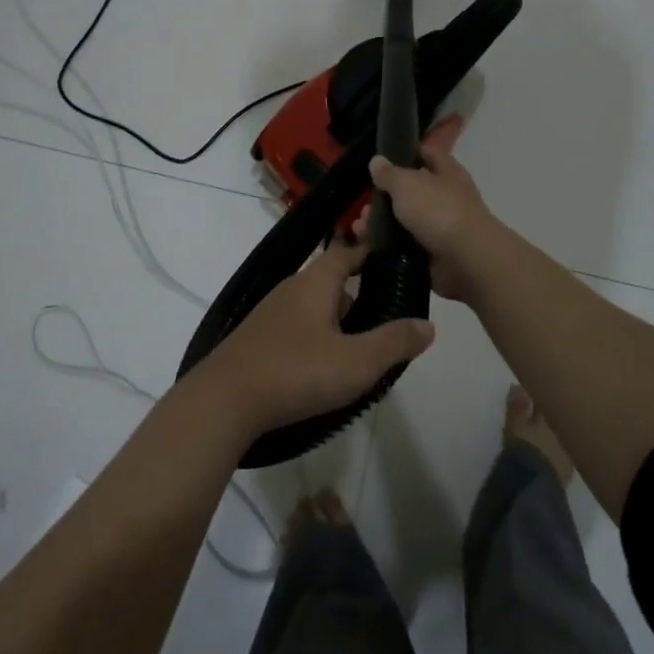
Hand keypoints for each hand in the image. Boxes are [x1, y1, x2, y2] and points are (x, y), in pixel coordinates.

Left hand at [197, 240, 434, 437]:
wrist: (225, 400)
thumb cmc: (296, 371)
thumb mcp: (356, 361)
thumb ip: (393, 342)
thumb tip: (429, 325)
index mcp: (314, 283)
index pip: (344, 253)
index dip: (367, 254)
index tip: (392, 264)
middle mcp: (290, 290)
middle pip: (328, 281)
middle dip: (356, 294)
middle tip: (385, 317)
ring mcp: (269, 315)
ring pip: (311, 307)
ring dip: (335, 320)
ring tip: (360, 347)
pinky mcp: (257, 340)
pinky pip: (295, 328)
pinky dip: (315, 337)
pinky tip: (323, 366)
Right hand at [360, 114, 499, 301]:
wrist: (467, 261)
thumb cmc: (438, 211)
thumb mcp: (406, 184)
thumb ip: (389, 173)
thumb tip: (377, 161)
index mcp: (448, 173)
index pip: (428, 154)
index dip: (408, 153)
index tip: (383, 159)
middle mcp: (448, 197)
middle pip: (413, 191)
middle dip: (386, 197)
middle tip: (365, 205)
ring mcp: (442, 228)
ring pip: (406, 221)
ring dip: (382, 223)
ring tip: (360, 227)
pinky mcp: (435, 254)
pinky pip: (406, 246)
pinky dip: (388, 246)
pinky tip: (369, 245)